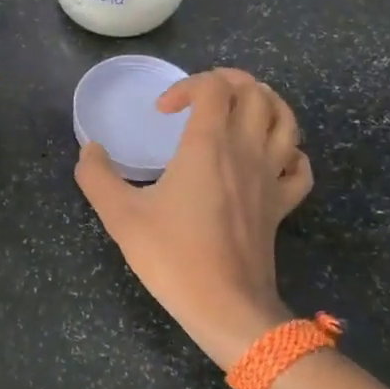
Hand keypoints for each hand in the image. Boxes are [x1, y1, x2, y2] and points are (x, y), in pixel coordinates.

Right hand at [76, 68, 313, 368]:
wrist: (226, 307)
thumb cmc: (173, 256)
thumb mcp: (120, 215)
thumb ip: (96, 176)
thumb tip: (90, 150)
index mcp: (209, 145)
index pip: (214, 87)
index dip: (187, 85)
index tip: (162, 112)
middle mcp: (246, 150)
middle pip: (257, 92)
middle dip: (229, 81)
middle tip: (201, 96)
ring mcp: (270, 177)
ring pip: (286, 120)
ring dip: (265, 103)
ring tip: (238, 110)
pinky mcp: (282, 204)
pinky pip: (299, 164)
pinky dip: (288, 149)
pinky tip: (267, 156)